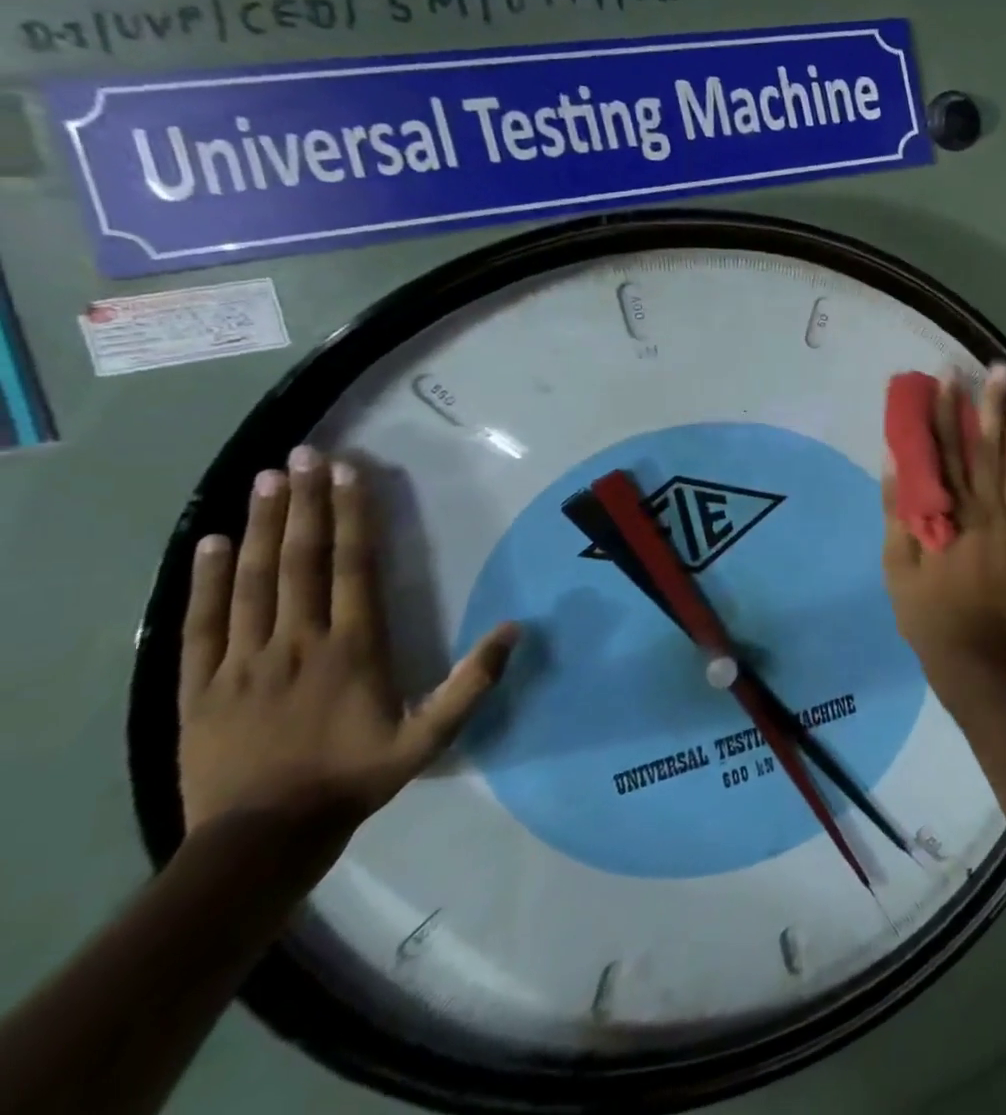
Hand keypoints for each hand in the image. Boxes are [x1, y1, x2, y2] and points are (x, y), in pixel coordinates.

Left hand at [177, 445, 517, 851]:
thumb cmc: (355, 777)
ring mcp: (243, 660)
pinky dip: (204, 579)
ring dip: (261, 526)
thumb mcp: (430, 736)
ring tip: (265, 480)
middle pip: (300, 560)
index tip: (348, 473)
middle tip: (303, 456)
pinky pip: (202, 622)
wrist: (261, 839)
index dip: (351, 516)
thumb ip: (473, 682)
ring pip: (252, 580)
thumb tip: (516, 628)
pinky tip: (210, 542)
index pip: (352, 567)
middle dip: (304, 504)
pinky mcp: (199, 685)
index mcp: (352, 648)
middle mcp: (297, 641)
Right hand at [882, 363, 1005, 698]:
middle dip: (992, 408)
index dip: (946, 413)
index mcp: (952, 514)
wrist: (973, 658)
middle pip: (988, 452)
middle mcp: (987, 512)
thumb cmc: (927, 611)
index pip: (946, 453)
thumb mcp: (897, 564)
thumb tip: (897, 463)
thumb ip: (899, 511)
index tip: (949, 377)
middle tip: (999, 370)